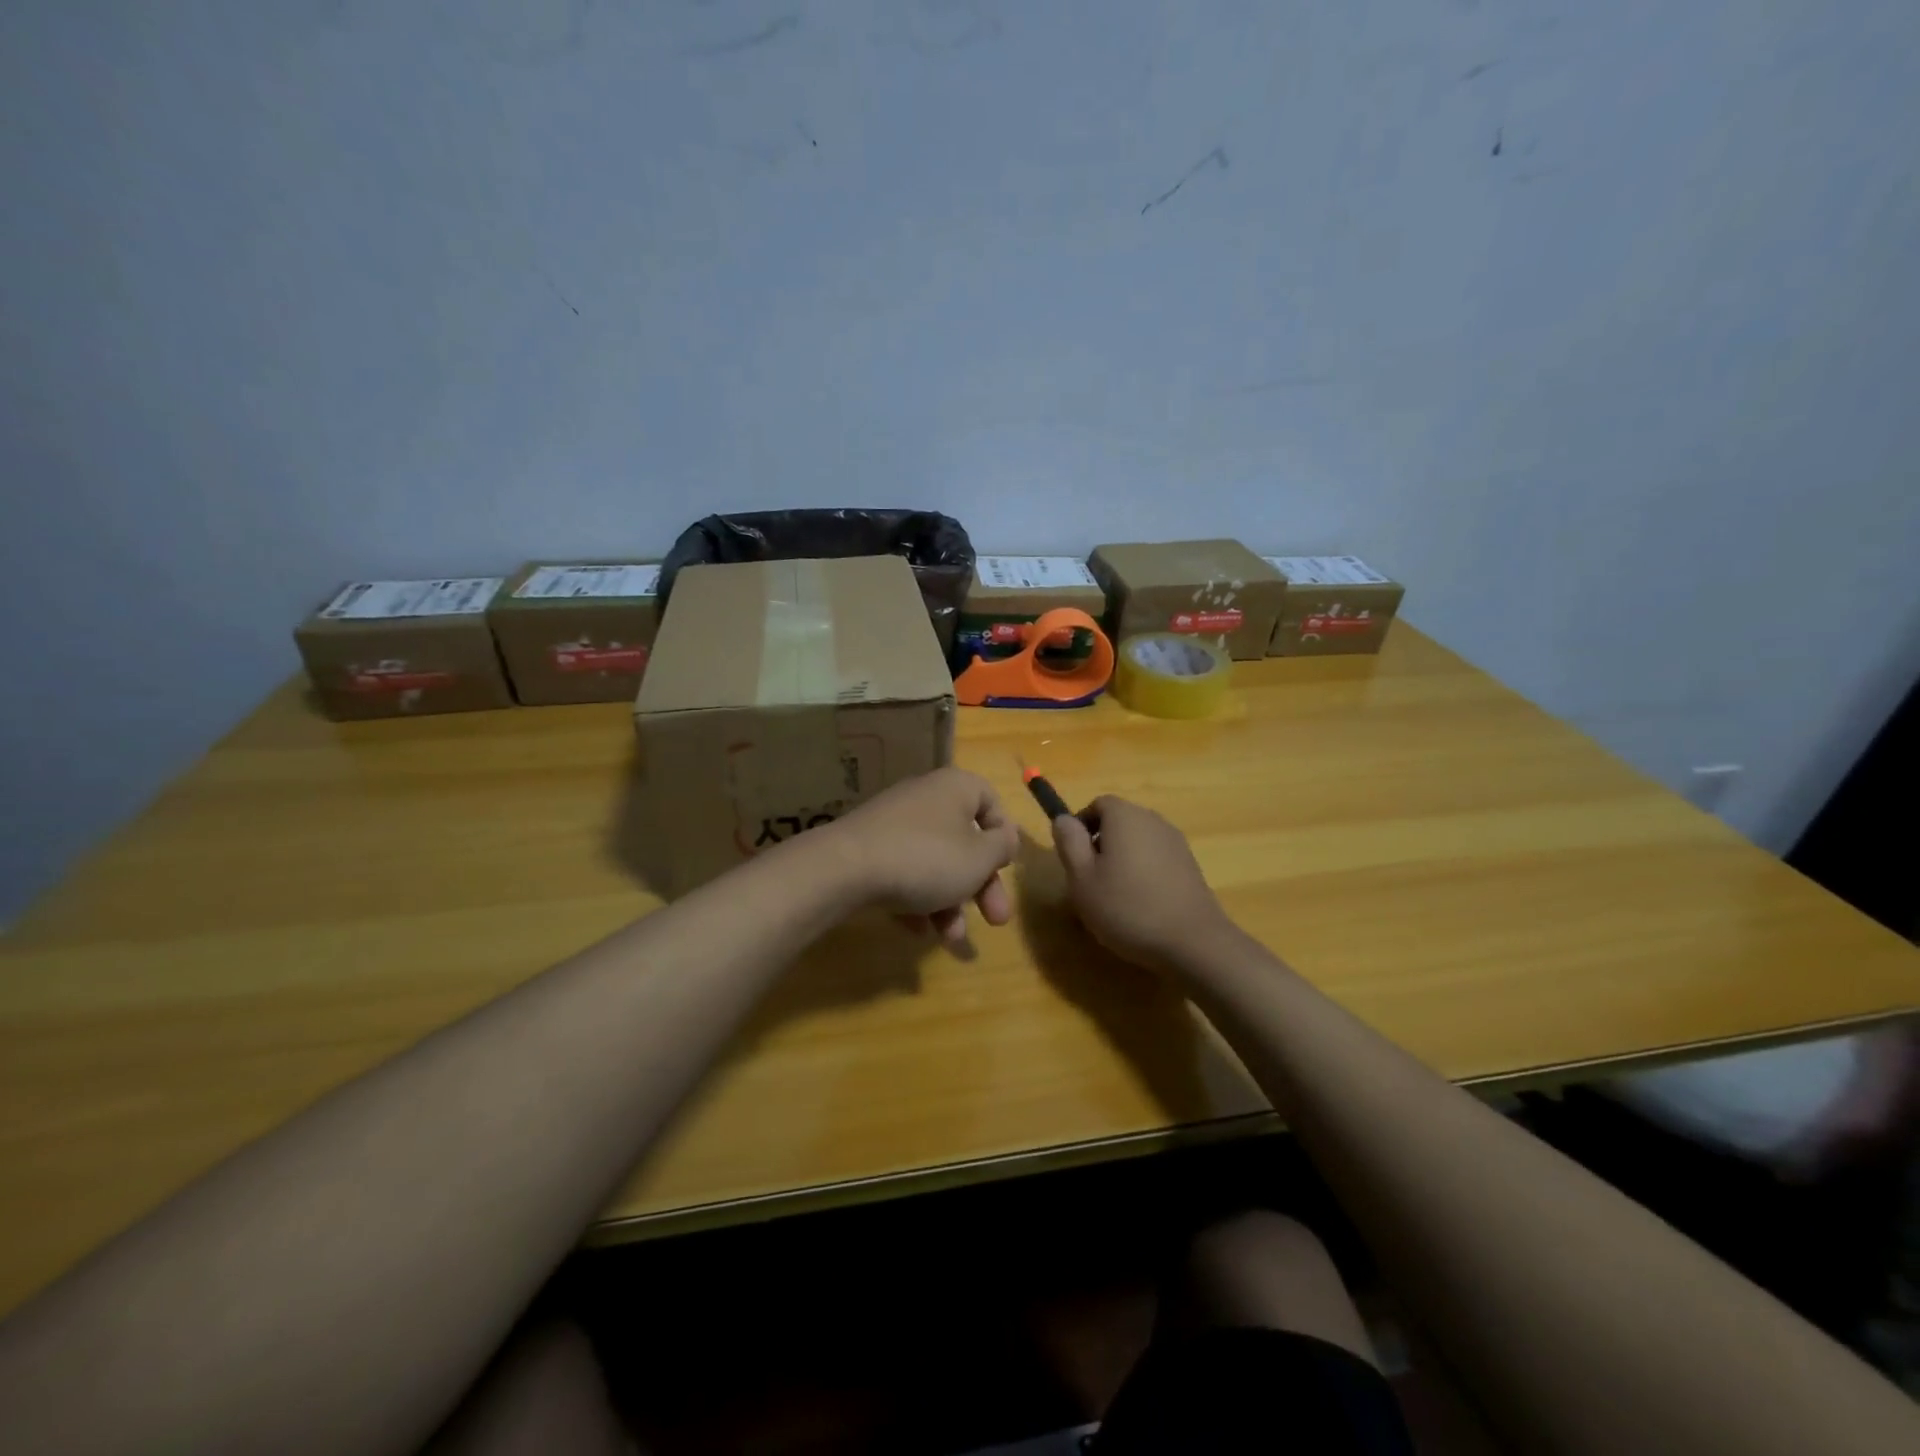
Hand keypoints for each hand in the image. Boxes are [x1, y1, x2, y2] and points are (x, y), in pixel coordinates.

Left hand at [825, 768, 1017, 943]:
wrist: (845, 869)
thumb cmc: (926, 858)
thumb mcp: (979, 858)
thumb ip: (1001, 847)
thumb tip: (1005, 837)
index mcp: (955, 788)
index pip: (990, 801)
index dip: (1003, 836)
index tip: (1005, 867)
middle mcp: (925, 798)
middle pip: (964, 841)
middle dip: (981, 885)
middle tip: (996, 920)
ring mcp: (893, 823)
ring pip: (934, 863)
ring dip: (949, 902)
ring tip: (950, 939)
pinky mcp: (868, 848)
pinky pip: (903, 873)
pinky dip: (914, 900)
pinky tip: (916, 930)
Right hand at [1051, 797, 1235, 971]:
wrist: (1193, 942)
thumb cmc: (1127, 907)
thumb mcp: (1082, 878)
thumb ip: (1069, 843)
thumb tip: (1063, 819)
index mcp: (1125, 816)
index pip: (1097, 804)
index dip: (1081, 826)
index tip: (1074, 858)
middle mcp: (1153, 820)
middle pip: (1119, 822)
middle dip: (1101, 845)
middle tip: (1090, 881)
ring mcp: (1176, 843)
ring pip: (1138, 842)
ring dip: (1122, 861)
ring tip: (1115, 898)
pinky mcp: (1190, 866)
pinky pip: (1156, 859)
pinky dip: (1144, 874)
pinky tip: (1141, 906)